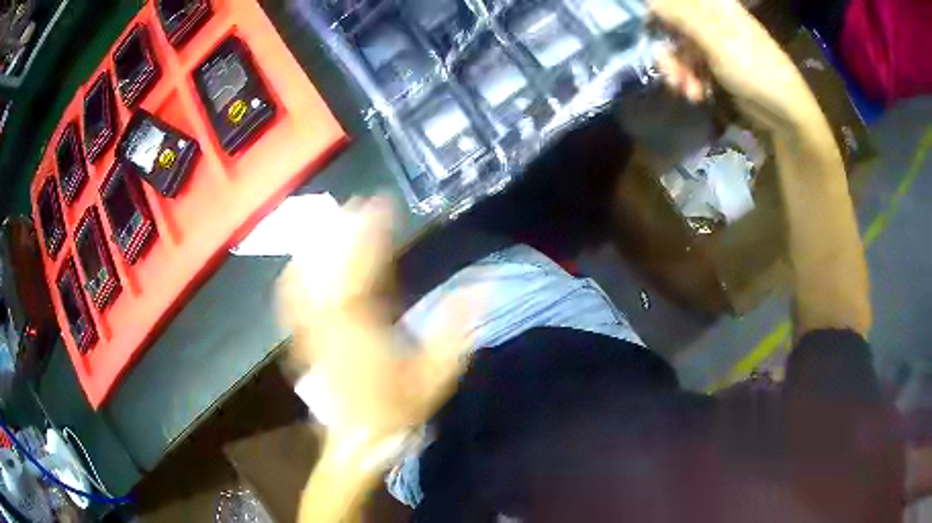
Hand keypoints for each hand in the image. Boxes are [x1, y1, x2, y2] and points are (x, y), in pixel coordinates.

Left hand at [278, 198, 476, 458]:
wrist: (358, 439)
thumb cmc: (399, 409)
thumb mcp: (437, 375)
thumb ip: (456, 329)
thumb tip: (481, 287)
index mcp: (365, 329)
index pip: (365, 269)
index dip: (371, 233)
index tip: (381, 204)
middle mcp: (331, 324)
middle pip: (329, 266)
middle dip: (341, 230)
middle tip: (354, 202)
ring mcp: (311, 330)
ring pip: (305, 277)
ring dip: (317, 245)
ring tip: (329, 219)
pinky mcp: (303, 338)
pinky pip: (291, 298)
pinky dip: (296, 271)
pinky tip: (303, 257)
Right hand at [652, 0, 819, 134]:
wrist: (786, 115)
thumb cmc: (756, 69)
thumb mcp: (716, 39)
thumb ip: (680, 14)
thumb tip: (649, 0)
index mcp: (714, 5)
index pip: (675, 1)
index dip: (657, 14)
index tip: (649, 33)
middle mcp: (713, 20)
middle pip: (674, 25)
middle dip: (670, 51)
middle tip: (671, 73)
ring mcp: (716, 44)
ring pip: (682, 49)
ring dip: (680, 71)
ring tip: (689, 92)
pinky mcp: (719, 67)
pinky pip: (694, 67)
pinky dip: (691, 81)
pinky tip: (697, 96)